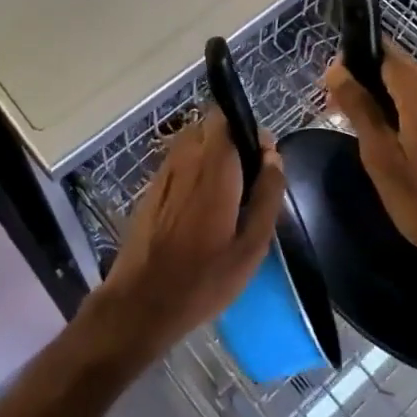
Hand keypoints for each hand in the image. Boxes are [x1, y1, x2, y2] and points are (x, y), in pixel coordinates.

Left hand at [89, 110, 284, 367]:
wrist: (143, 300)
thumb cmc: (205, 278)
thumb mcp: (251, 246)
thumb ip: (268, 195)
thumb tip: (274, 156)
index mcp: (214, 166)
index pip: (226, 116)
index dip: (248, 131)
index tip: (263, 162)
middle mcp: (185, 158)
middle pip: (210, 127)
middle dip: (232, 143)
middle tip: (248, 182)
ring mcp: (163, 171)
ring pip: (193, 144)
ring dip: (212, 157)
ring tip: (227, 198)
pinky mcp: (151, 188)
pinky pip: (179, 164)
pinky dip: (195, 172)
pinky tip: (201, 210)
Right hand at [325, 47, 416, 262]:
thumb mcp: (380, 156)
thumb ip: (358, 107)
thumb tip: (336, 69)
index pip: (382, 53)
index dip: (353, 64)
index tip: (333, 90)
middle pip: (396, 66)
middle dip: (366, 80)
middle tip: (338, 110)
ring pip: (410, 83)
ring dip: (383, 95)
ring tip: (360, 125)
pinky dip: (403, 106)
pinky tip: (388, 134)